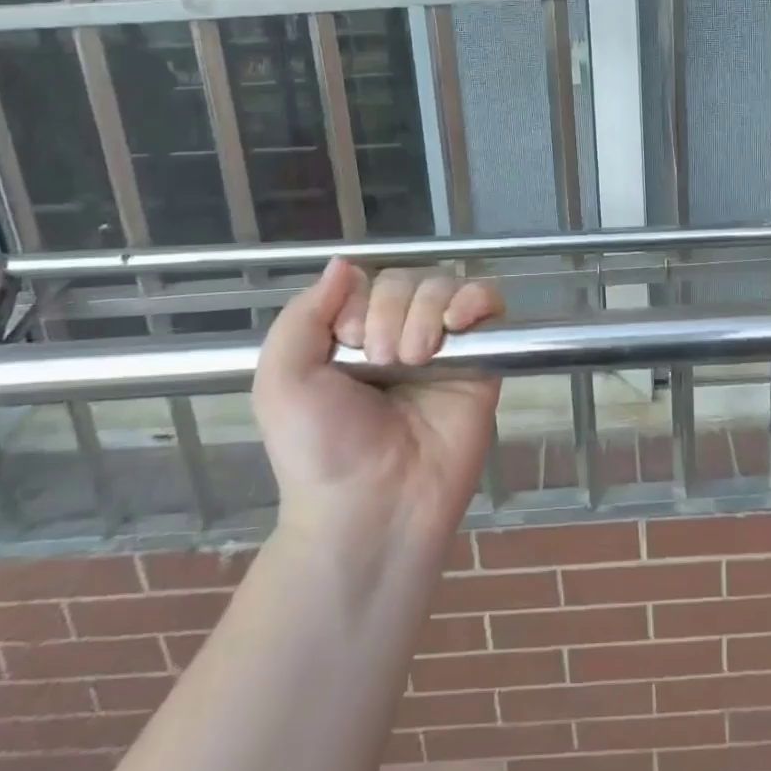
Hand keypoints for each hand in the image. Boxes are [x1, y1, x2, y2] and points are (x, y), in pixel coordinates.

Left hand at [252, 258, 503, 545]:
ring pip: (445, 286)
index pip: (369, 281)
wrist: (371, 507)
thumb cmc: (320, 449)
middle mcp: (400, 333)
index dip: (361, 301)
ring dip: (427, 313)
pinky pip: (488, 305)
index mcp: (354, 334)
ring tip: (416, 359)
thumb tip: (344, 262)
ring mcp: (443, 347)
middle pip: (409, 279)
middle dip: (392, 312)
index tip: (349, 345)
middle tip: (382, 362)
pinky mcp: (480, 362)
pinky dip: (476, 300)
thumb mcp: (282, 380)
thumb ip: (303, 314)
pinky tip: (458, 325)